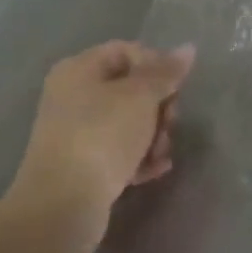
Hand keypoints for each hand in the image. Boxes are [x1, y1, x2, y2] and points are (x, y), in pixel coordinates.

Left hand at [5, 40, 193, 252]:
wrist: (63, 205)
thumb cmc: (102, 135)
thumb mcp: (141, 96)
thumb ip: (166, 71)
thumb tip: (188, 48)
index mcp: (79, 70)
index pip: (128, 51)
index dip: (156, 64)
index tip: (175, 87)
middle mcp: (73, 96)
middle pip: (131, 89)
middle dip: (159, 106)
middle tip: (171, 122)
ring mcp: (76, 133)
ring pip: (129, 122)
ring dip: (154, 134)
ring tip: (161, 152)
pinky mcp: (82, 165)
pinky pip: (120, 151)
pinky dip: (140, 157)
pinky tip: (157, 168)